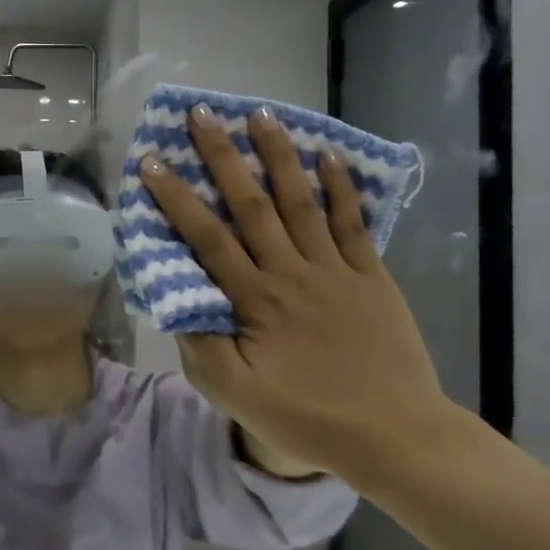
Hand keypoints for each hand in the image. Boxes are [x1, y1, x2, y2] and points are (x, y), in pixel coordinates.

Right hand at [139, 106, 458, 485]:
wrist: (396, 435)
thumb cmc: (310, 419)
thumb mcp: (238, 397)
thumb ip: (202, 348)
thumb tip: (177, 302)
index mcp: (256, 301)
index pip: (208, 239)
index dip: (178, 199)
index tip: (153, 162)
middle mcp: (292, 273)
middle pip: (251, 205)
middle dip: (223, 157)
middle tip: (203, 114)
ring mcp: (335, 270)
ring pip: (301, 202)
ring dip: (279, 156)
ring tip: (261, 114)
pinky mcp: (370, 276)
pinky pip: (352, 223)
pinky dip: (340, 188)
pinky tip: (328, 155)